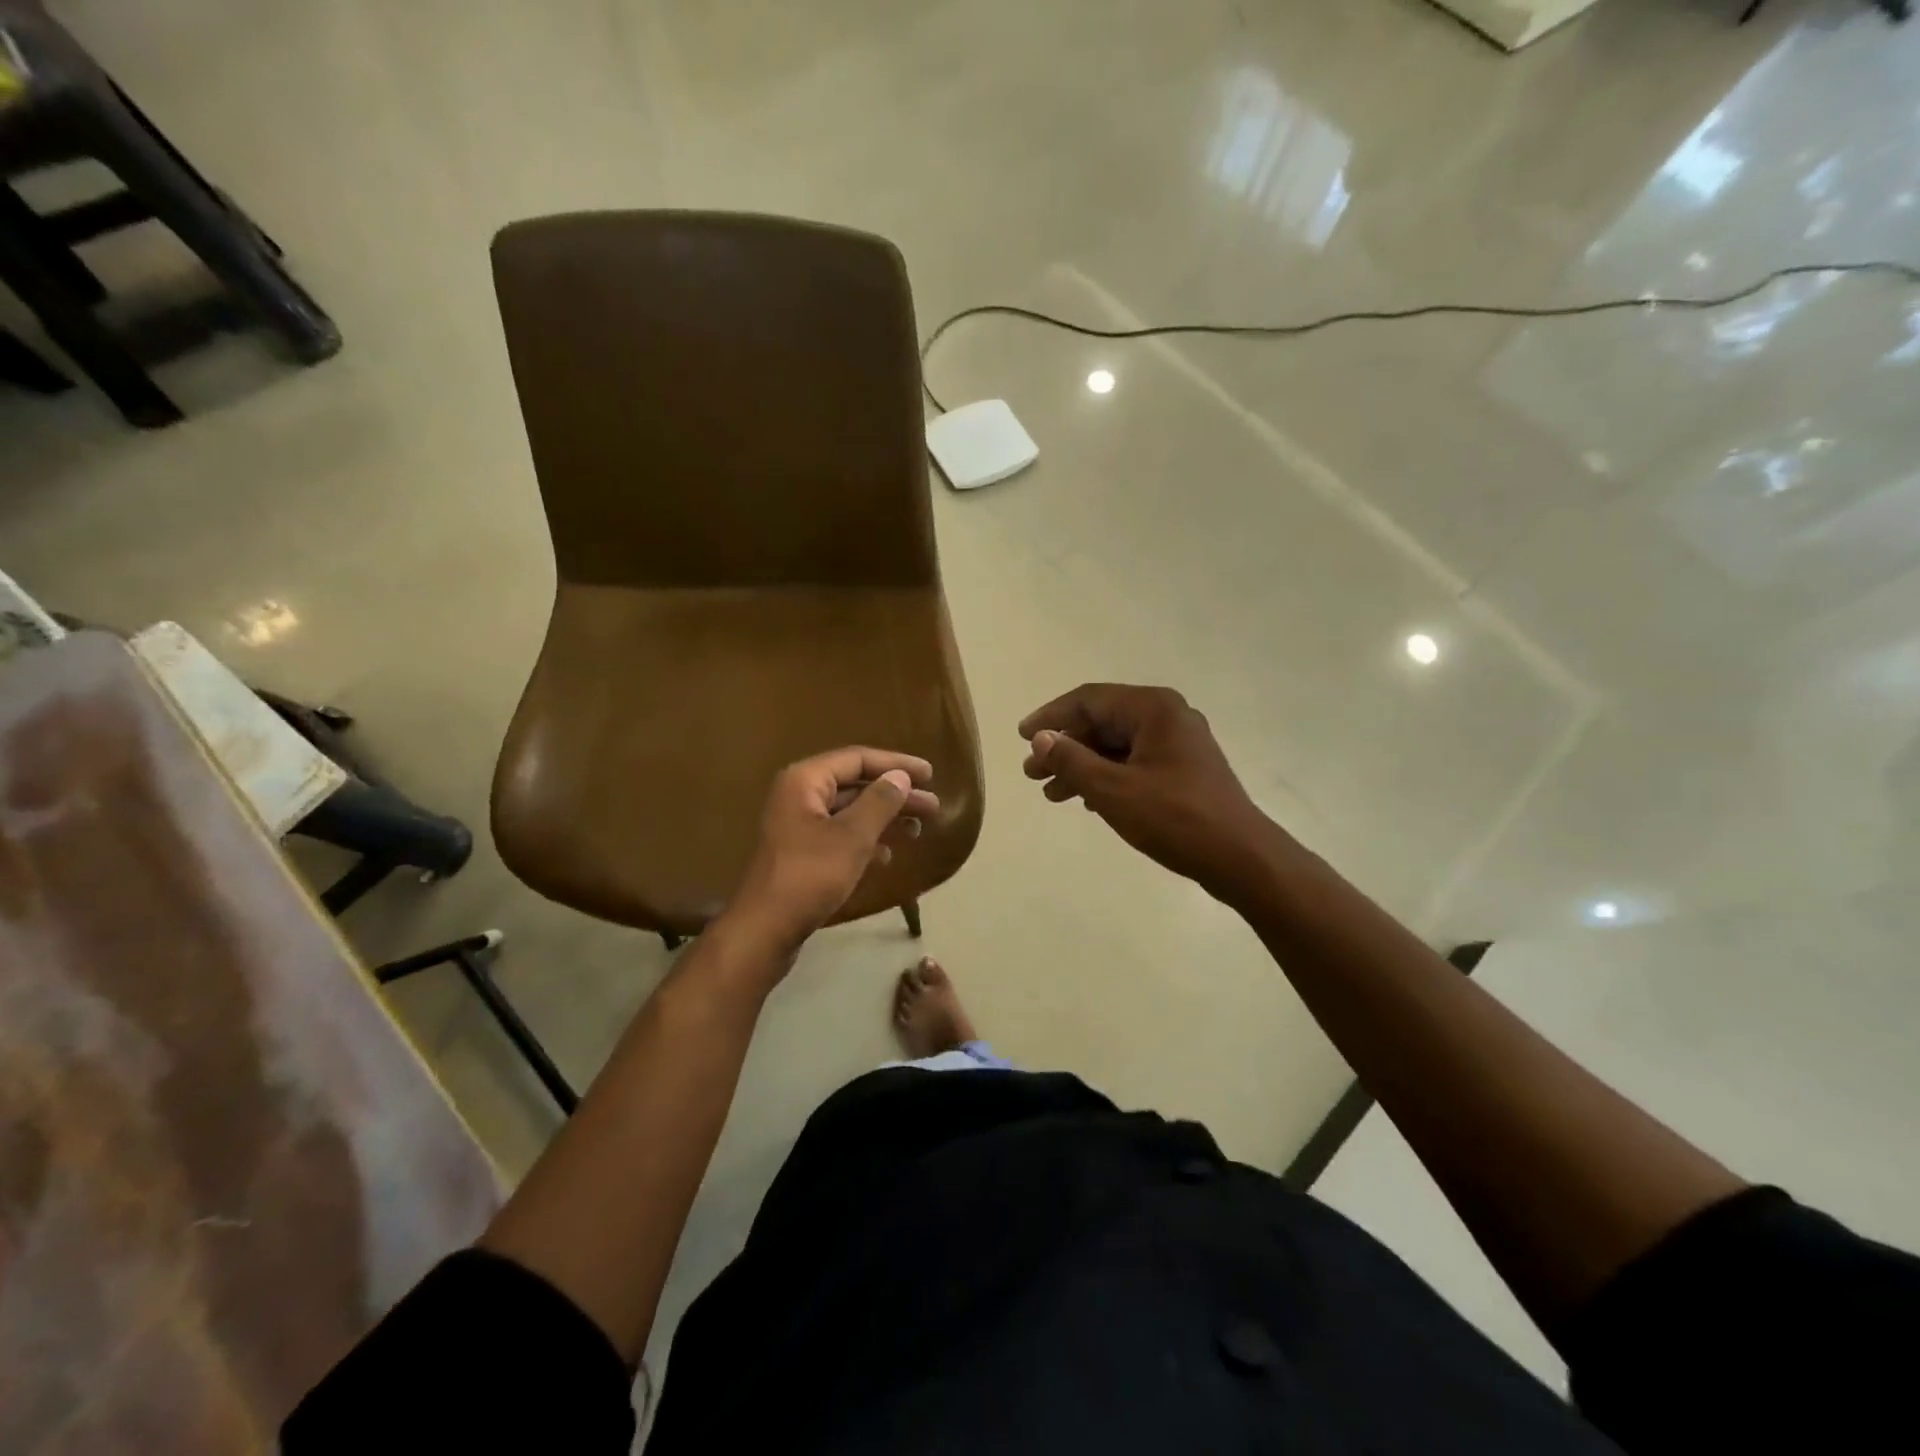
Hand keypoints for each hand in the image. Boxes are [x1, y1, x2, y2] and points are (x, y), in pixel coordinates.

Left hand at [726, 747, 938, 953]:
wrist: (765, 929)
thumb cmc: (810, 876)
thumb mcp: (852, 836)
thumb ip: (880, 801)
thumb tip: (900, 777)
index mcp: (805, 780)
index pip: (858, 758)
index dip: (896, 764)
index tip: (930, 774)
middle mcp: (799, 795)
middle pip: (855, 784)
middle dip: (895, 794)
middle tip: (932, 806)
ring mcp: (798, 825)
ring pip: (850, 811)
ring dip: (885, 818)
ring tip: (918, 829)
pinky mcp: (801, 853)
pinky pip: (840, 835)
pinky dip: (866, 840)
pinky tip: (887, 855)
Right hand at [1020, 684, 1277, 902]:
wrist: (1240, 858)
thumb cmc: (1174, 818)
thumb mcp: (1113, 790)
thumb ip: (1072, 760)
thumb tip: (1041, 738)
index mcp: (1153, 708)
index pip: (1089, 699)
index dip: (1051, 717)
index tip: (1022, 737)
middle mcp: (1167, 716)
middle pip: (1102, 722)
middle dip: (1065, 747)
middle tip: (1032, 773)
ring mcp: (1178, 743)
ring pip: (1116, 745)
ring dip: (1082, 766)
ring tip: (1051, 793)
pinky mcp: (1183, 769)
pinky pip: (1134, 762)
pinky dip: (1106, 777)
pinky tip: (1086, 800)